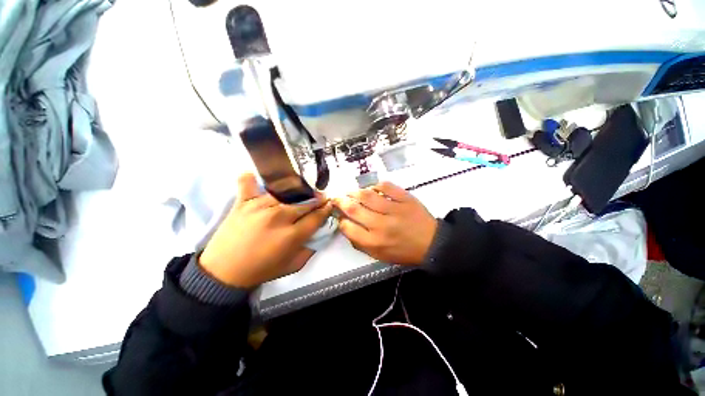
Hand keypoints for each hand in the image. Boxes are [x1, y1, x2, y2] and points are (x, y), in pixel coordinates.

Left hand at [199, 173, 332, 287]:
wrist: (223, 273)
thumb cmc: (262, 270)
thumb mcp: (293, 265)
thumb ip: (311, 249)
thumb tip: (321, 232)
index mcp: (292, 235)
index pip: (316, 217)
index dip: (326, 210)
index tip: (329, 205)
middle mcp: (279, 217)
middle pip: (305, 202)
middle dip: (317, 199)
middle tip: (320, 198)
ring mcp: (259, 206)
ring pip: (285, 191)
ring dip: (297, 189)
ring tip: (301, 190)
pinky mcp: (243, 202)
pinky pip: (248, 182)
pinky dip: (253, 178)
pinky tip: (258, 178)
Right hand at [333, 182, 437, 265]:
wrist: (431, 243)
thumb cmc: (403, 251)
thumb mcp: (379, 255)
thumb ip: (360, 243)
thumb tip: (346, 226)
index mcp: (374, 242)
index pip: (348, 228)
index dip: (340, 220)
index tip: (340, 216)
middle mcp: (381, 225)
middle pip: (354, 209)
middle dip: (341, 201)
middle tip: (337, 198)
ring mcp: (394, 209)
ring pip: (367, 196)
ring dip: (355, 192)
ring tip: (350, 192)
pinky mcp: (405, 198)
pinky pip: (386, 186)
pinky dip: (376, 185)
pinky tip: (372, 188)